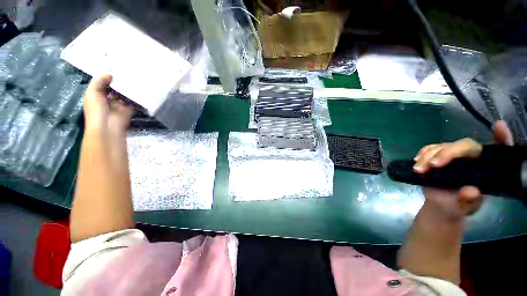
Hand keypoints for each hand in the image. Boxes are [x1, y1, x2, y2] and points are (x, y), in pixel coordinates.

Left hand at [83, 74, 132, 133]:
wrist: (108, 126)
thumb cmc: (96, 110)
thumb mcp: (92, 92)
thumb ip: (99, 81)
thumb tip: (109, 74)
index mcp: (96, 95)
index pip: (102, 84)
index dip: (107, 77)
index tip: (115, 69)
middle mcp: (107, 100)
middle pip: (114, 89)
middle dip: (119, 82)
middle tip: (127, 73)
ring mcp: (118, 105)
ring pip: (124, 95)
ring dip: (128, 89)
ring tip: (134, 79)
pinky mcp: (129, 110)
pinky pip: (133, 102)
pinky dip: (136, 98)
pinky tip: (139, 89)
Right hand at [413, 121, 513, 219]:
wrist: (440, 204)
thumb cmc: (457, 206)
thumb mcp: (464, 207)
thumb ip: (469, 200)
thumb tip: (471, 191)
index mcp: (484, 168)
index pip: (497, 151)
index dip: (502, 138)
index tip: (499, 127)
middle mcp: (471, 158)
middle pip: (463, 145)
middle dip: (448, 152)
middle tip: (433, 165)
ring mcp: (453, 155)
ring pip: (443, 146)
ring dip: (429, 155)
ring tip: (419, 169)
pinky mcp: (438, 156)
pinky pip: (430, 148)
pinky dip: (423, 153)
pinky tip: (416, 160)